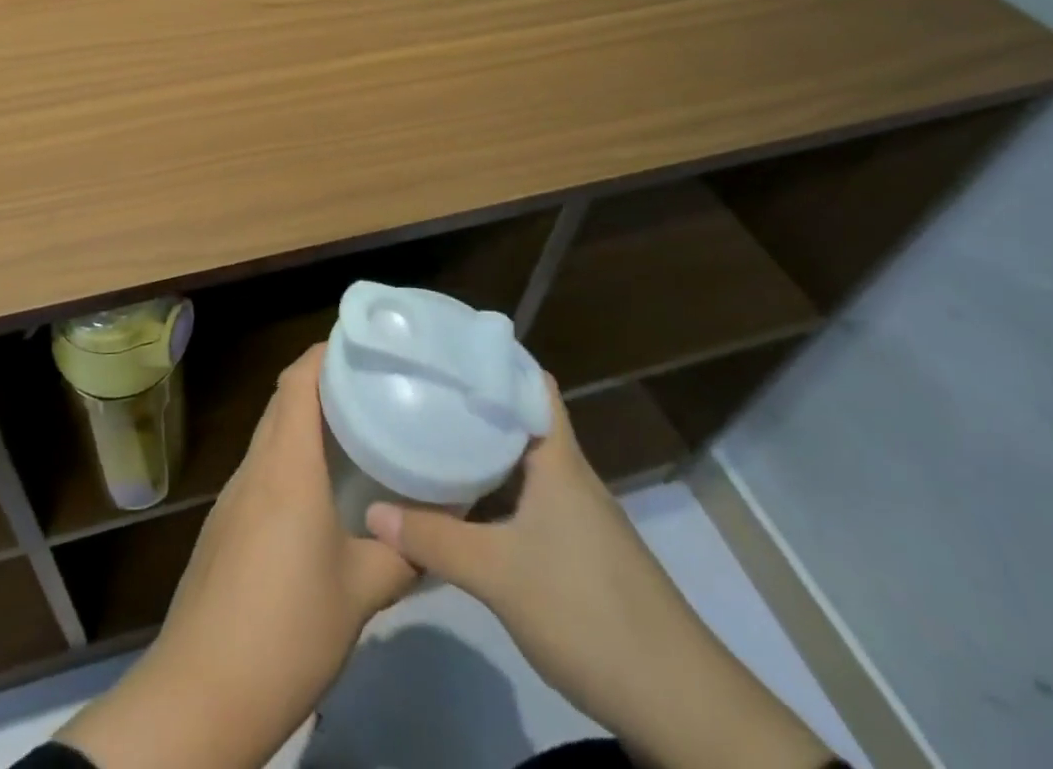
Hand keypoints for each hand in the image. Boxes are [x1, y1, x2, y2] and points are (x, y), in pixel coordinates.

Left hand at [60, 345, 414, 768]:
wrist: (202, 691)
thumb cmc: (288, 629)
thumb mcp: (360, 594)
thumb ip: (401, 555)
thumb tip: (435, 532)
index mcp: (286, 465)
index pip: (297, 380)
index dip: (324, 352)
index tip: (362, 345)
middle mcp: (255, 467)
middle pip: (282, 401)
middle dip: (321, 382)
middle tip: (371, 387)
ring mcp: (233, 496)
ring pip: (270, 435)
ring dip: (304, 422)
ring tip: (353, 432)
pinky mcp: (224, 525)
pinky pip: (261, 469)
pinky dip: (289, 458)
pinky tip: (317, 491)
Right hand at [367, 376, 831, 768]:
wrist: (681, 707)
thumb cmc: (588, 611)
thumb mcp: (497, 574)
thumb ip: (432, 539)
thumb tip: (371, 511)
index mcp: (559, 460)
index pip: (531, 384)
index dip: (494, 359)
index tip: (446, 346)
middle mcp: (570, 477)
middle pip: (520, 421)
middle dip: (474, 403)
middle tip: (420, 388)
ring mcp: (578, 518)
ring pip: (522, 465)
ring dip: (482, 451)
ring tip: (428, 435)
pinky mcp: (580, 554)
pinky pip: (527, 501)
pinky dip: (494, 492)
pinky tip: (462, 505)